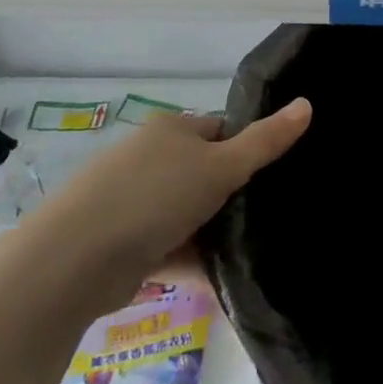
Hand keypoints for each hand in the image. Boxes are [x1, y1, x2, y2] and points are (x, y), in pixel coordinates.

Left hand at [46, 102, 313, 289]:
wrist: (74, 259)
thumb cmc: (155, 196)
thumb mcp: (221, 166)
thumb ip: (265, 142)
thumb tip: (307, 103)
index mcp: (172, 130)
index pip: (221, 131)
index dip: (248, 150)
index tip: (274, 177)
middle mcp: (149, 158)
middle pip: (203, 173)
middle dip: (230, 196)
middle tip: (266, 217)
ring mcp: (131, 201)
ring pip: (185, 213)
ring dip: (210, 232)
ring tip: (251, 252)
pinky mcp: (120, 243)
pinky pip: (167, 247)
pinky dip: (189, 260)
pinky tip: (219, 280)